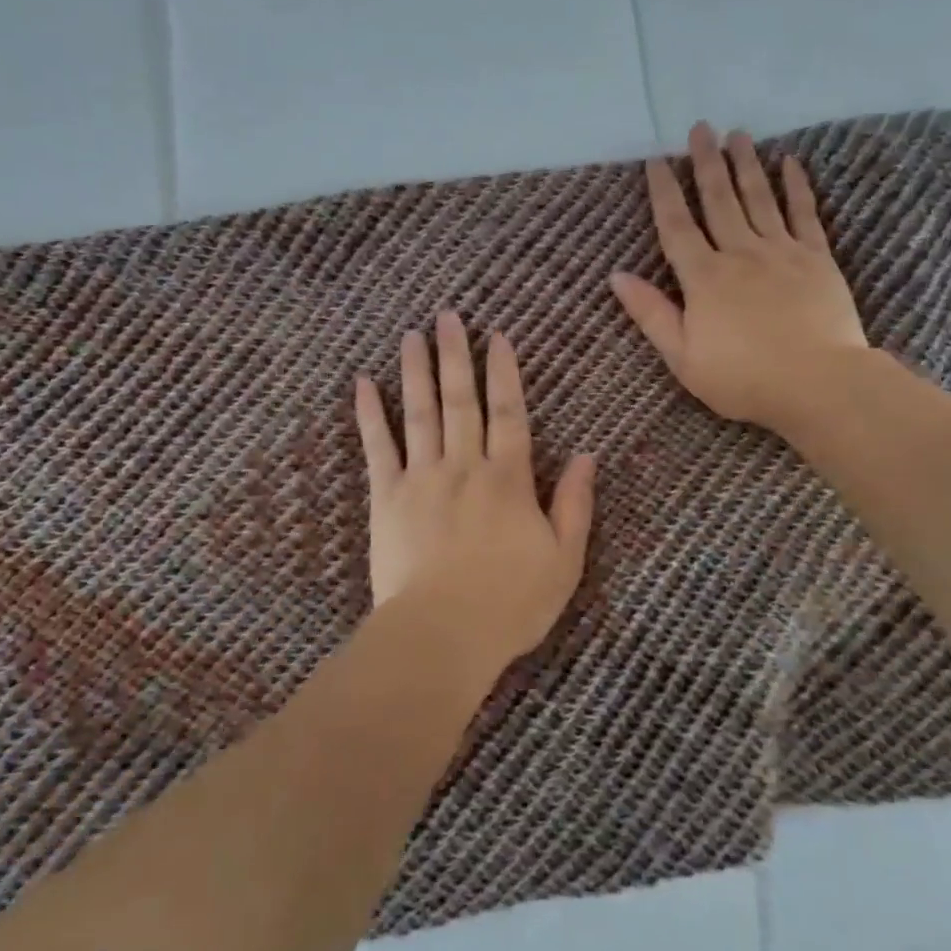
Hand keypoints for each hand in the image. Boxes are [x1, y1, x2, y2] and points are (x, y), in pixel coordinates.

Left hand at [354, 313, 594, 688]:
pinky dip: (369, 414)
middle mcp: (465, 466)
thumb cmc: (510, 603)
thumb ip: (575, 504)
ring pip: (420, 413)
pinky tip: (363, 384)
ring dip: (416, 371)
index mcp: (509, 480)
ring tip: (412, 335)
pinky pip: (377, 447)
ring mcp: (422, 478)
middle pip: (461, 400)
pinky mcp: (387, 498)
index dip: (504, 373)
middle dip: (456, 355)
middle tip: (448, 316)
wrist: (443, 634)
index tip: (497, 337)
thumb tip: (587, 455)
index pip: (509, 413)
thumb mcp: (564, 560)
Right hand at [610, 122, 868, 438]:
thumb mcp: (682, 357)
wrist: (818, 384)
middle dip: (705, 162)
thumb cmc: (743, 378)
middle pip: (718, 200)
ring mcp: (781, 252)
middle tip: (700, 127)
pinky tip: (790, 163)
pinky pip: (804, 214)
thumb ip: (651, 314)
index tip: (656, 159)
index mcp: (704, 278)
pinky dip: (796, 187)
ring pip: (758, 198)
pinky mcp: (817, 259)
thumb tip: (617, 276)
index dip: (664, 191)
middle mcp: (740, 253)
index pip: (676, 226)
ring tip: (737, 133)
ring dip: (745, 164)